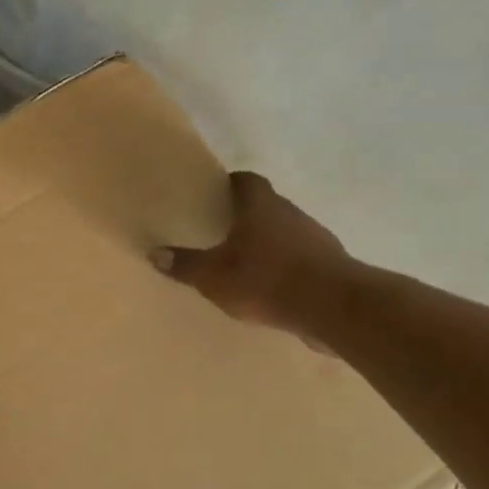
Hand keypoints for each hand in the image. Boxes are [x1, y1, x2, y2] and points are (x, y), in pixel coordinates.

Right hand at [153, 171, 354, 342]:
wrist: (333, 308)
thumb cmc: (266, 279)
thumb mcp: (213, 275)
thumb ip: (184, 265)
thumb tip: (155, 253)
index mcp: (260, 206)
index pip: (246, 180)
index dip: (231, 183)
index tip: (216, 193)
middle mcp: (291, 213)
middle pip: (267, 205)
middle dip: (248, 216)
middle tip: (224, 230)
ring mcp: (317, 239)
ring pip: (287, 232)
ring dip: (270, 243)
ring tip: (247, 263)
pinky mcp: (332, 266)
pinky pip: (303, 260)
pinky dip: (288, 268)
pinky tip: (274, 289)